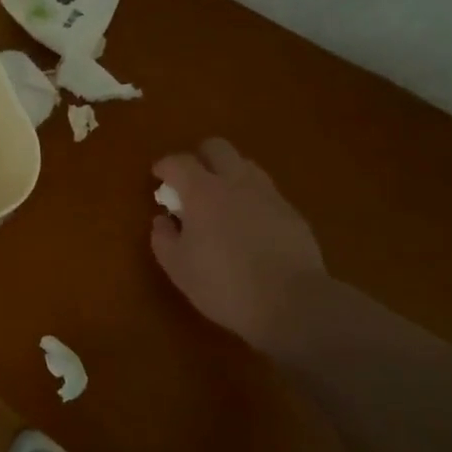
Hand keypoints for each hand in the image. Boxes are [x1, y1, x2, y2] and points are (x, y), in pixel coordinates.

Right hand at [150, 138, 325, 352]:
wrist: (293, 303)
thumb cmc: (224, 285)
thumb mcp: (178, 268)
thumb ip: (163, 238)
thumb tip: (163, 220)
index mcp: (202, 191)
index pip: (179, 162)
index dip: (165, 166)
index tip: (158, 177)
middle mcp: (236, 182)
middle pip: (217, 147)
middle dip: (200, 157)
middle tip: (191, 182)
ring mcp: (268, 195)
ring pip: (245, 165)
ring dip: (229, 174)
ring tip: (222, 201)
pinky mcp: (292, 212)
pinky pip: (266, 192)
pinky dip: (252, 199)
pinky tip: (250, 225)